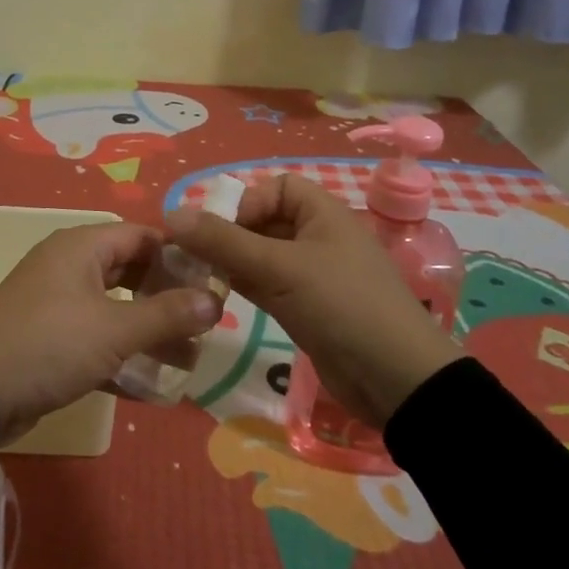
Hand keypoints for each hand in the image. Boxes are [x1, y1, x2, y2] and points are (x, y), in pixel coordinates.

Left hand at [0, 223, 224, 445]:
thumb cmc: (50, 344)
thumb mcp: (115, 329)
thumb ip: (167, 314)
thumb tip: (216, 300)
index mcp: (82, 248)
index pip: (141, 236)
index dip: (179, 255)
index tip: (215, 281)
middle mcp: (70, 267)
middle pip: (131, 273)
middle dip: (168, 299)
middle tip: (206, 324)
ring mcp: (57, 304)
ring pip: (116, 310)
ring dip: (150, 334)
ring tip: (190, 362)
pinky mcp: (50, 340)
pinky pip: (96, 340)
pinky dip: (122, 357)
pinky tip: (154, 388)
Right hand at [166, 175, 458, 428]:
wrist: (396, 380)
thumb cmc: (341, 305)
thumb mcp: (279, 268)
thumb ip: (223, 241)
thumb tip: (172, 214)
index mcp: (323, 214)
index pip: (276, 188)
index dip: (246, 202)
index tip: (222, 230)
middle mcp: (317, 238)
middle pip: (263, 221)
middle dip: (228, 234)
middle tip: (193, 255)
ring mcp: (311, 276)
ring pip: (259, 256)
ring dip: (229, 262)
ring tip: (195, 275)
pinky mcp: (304, 308)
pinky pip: (265, 285)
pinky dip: (241, 285)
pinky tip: (214, 295)